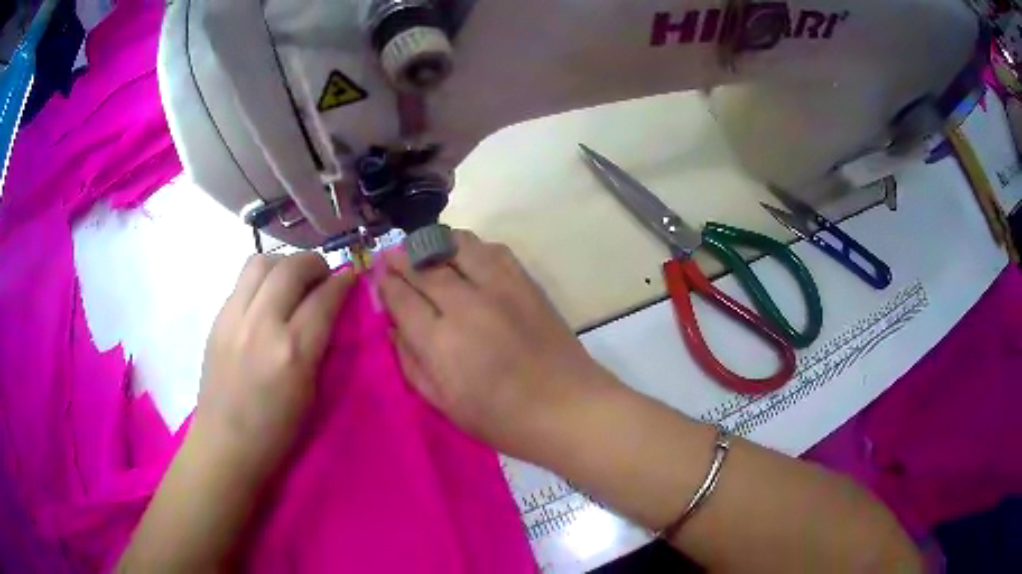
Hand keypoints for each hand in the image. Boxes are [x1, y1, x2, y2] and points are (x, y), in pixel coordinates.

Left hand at [195, 252, 354, 471]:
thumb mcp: (310, 394)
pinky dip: (262, 279)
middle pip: (291, 268)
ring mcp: (234, 318)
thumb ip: (319, 347)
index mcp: (292, 353)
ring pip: (260, 262)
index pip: (323, 299)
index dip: (341, 282)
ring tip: (292, 280)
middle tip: (322, 275)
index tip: (350, 275)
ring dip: (283, 263)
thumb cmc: (276, 433)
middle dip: (314, 262)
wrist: (225, 445)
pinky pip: (242, 282)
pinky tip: (267, 298)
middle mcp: (262, 325)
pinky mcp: (217, 320)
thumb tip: (328, 312)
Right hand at [379, 230, 612, 460]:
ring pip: (459, 246)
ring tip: (425, 247)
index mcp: (441, 342)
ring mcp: (500, 289)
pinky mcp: (526, 283)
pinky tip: (466, 254)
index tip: (379, 277)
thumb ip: (412, 364)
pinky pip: (494, 250)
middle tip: (393, 255)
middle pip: (425, 267)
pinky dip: (473, 246)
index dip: (387, 284)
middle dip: (403, 258)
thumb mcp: (445, 404)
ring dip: (436, 243)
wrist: (568, 408)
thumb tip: (395, 329)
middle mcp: (467, 306)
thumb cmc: (502, 419)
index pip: (403, 298)